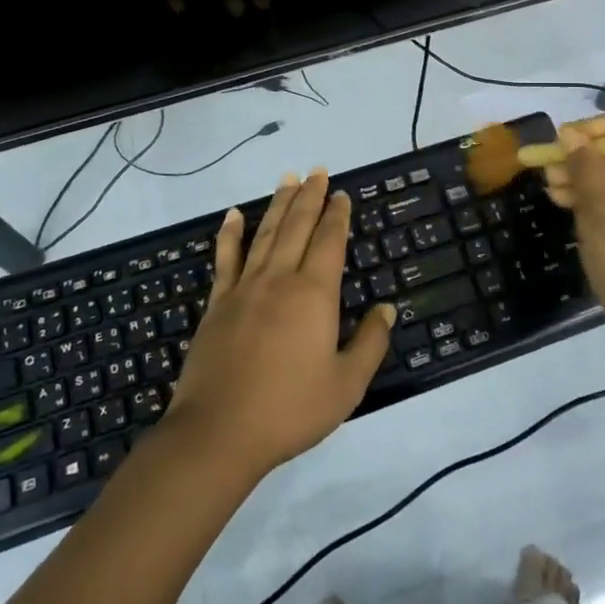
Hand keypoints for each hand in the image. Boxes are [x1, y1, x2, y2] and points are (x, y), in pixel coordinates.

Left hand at [166, 171, 395, 479]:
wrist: (219, 432)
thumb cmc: (290, 410)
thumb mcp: (346, 385)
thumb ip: (370, 344)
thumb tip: (386, 308)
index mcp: (314, 294)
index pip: (329, 241)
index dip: (337, 215)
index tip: (342, 194)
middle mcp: (280, 279)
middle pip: (297, 226)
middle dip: (310, 197)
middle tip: (317, 171)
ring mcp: (244, 288)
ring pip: (265, 234)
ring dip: (278, 204)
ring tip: (287, 178)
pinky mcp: (218, 304)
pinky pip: (226, 258)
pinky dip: (230, 233)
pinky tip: (234, 215)